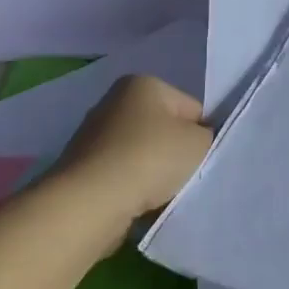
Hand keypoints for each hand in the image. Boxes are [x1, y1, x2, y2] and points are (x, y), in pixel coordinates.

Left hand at [53, 75, 210, 235]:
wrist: (91, 202)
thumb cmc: (149, 159)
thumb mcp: (198, 142)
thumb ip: (206, 136)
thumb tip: (196, 140)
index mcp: (143, 84)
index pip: (190, 108)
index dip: (201, 135)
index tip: (200, 159)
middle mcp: (115, 101)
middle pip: (163, 130)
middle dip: (175, 154)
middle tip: (182, 178)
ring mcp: (95, 135)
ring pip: (142, 155)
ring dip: (153, 175)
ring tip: (159, 196)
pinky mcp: (82, 167)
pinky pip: (121, 176)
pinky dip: (132, 189)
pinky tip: (137, 205)